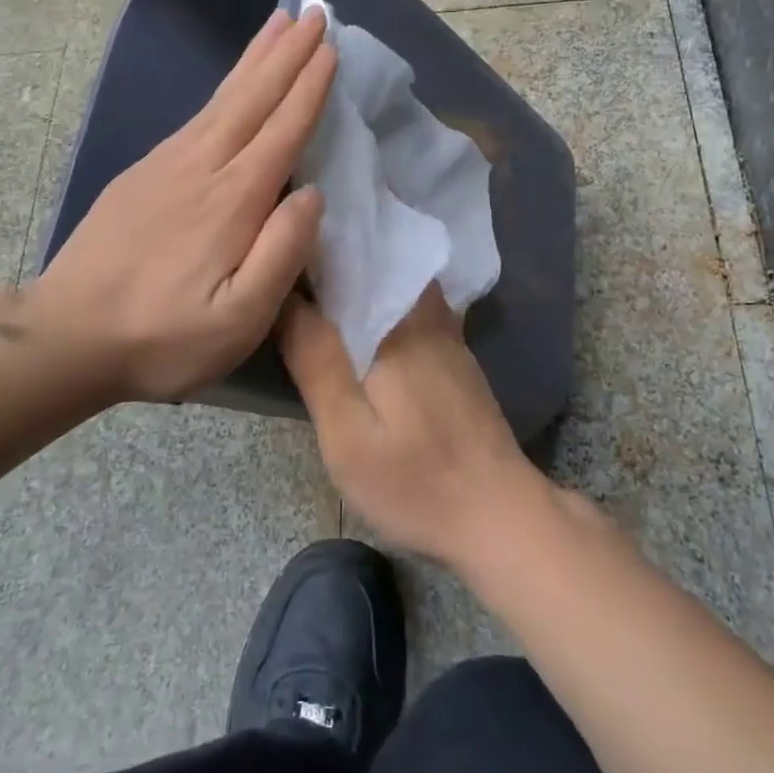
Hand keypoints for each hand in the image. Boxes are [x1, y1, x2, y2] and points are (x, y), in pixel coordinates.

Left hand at [36, 7, 335, 405]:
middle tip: (313, 14)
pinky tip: (231, 85)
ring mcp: (165, 165)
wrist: (65, 334)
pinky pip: (195, 115)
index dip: (309, 88)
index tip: (331, 48)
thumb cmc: (161, 337)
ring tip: (278, 25)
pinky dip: (223, 89)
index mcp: (231, 200)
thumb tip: (313, 195)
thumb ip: (280, 254)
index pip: (282, 130)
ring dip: (254, 59)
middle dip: (287, 55)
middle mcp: (201, 167)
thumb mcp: (237, 321)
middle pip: (252, 98)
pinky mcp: (141, 172)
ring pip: (221, 99)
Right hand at [279, 285, 548, 569]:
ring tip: (311, 295)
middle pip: (373, 266)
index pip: (346, 261)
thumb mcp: (348, 433)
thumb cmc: (415, 481)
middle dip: (330, 262)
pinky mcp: (454, 356)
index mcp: (397, 322)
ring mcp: (447, 334)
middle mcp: (427, 313)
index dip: (308, 255)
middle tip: (284, 276)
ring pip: (393, 286)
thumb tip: (283, 296)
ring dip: (355, 284)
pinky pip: (408, 310)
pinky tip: (355, 329)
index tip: (273, 260)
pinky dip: (378, 307)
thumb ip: (316, 360)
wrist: (500, 517)